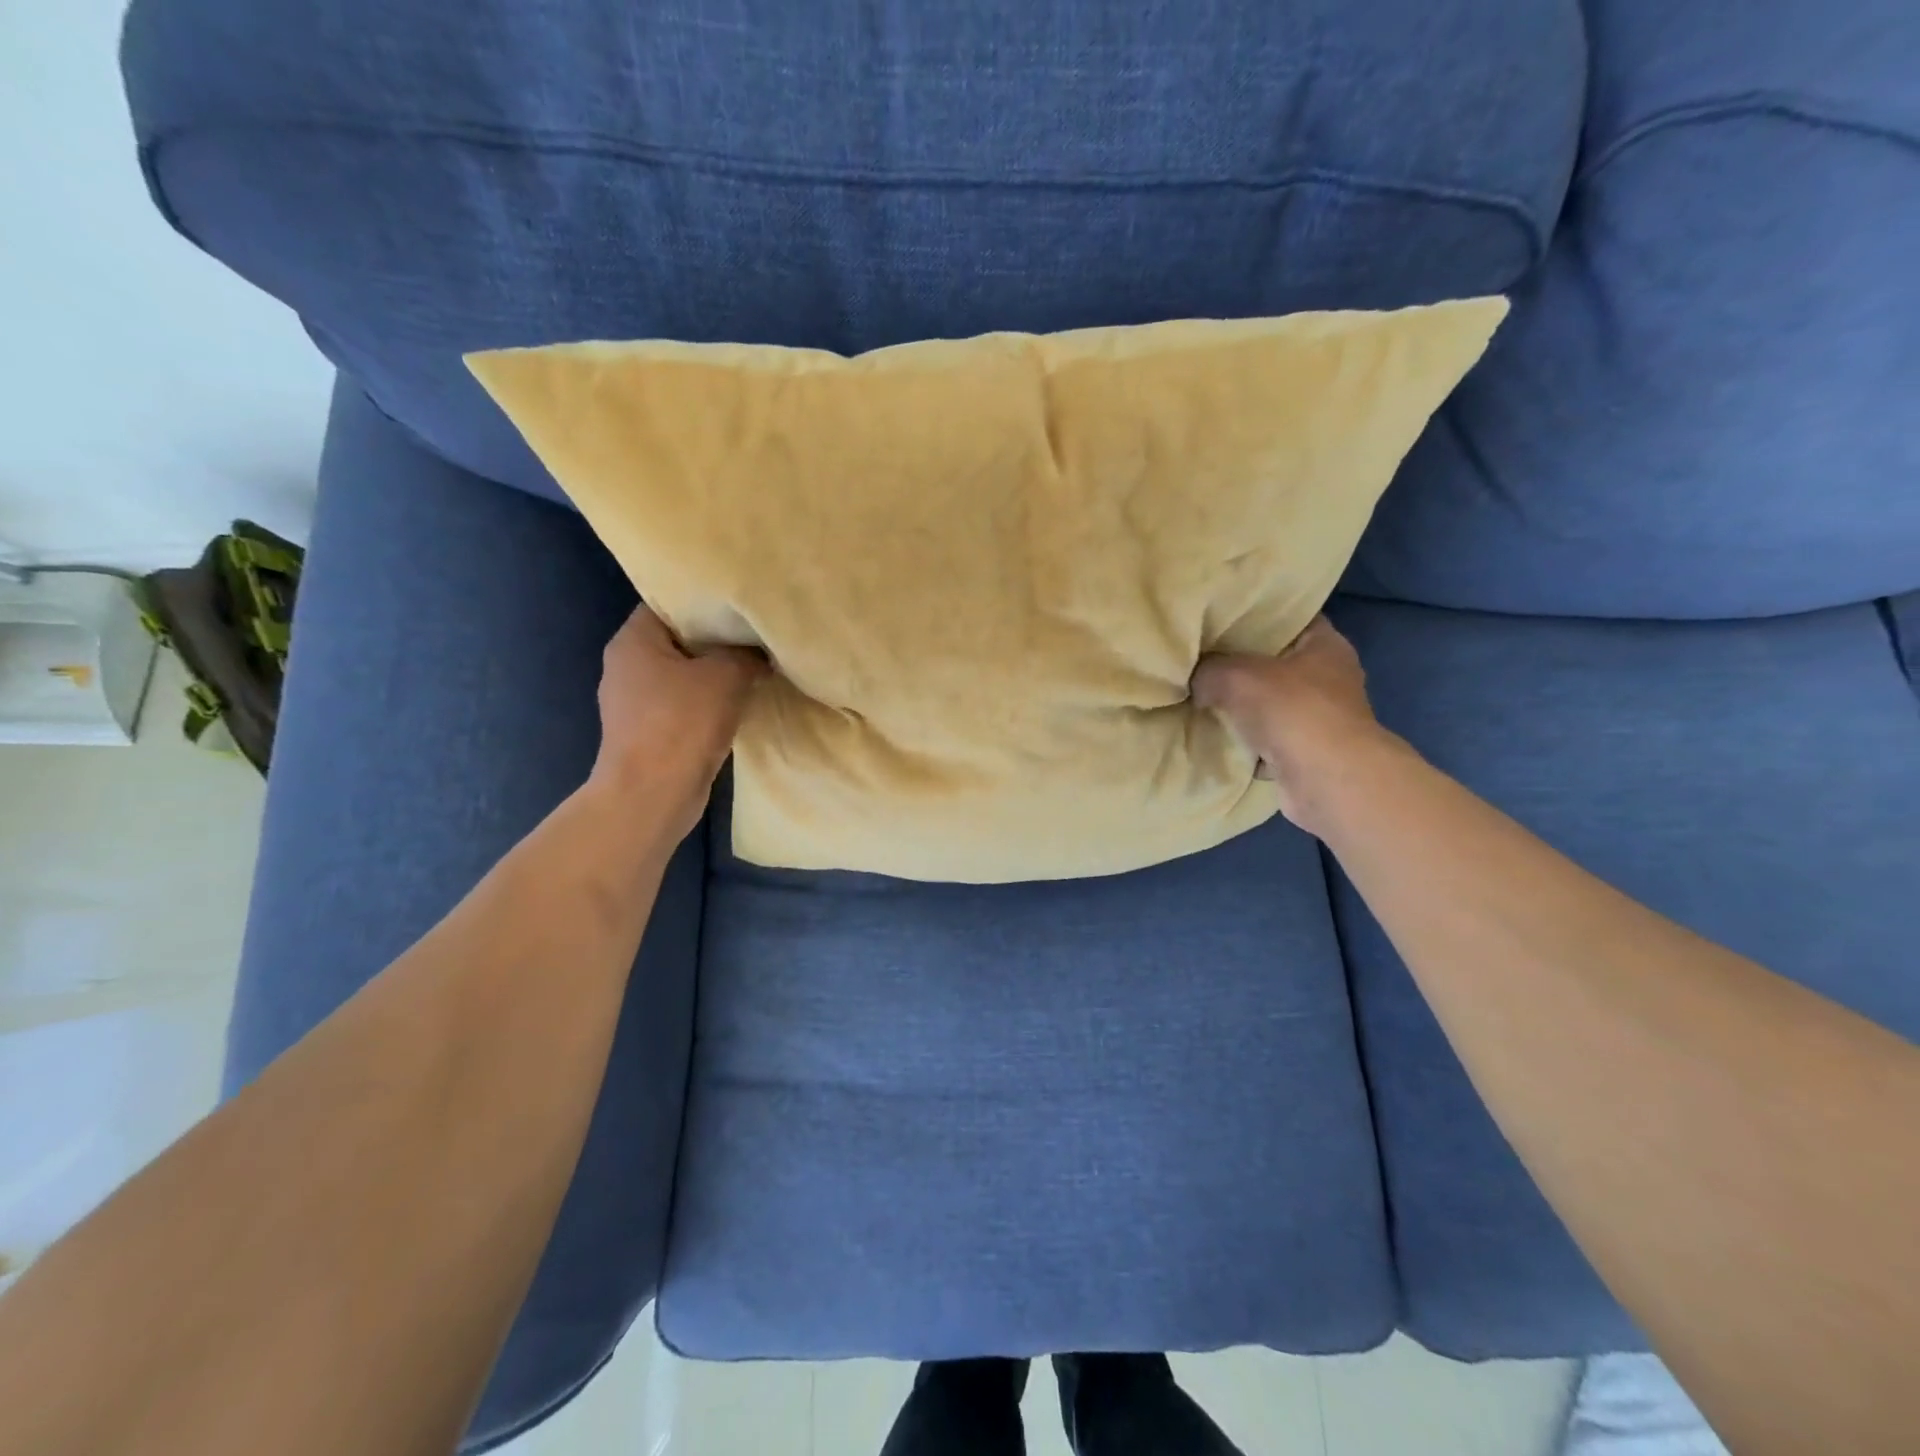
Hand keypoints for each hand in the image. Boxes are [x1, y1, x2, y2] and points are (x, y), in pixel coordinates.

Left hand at [591, 605, 766, 835]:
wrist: (653, 795)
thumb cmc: (682, 724)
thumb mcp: (726, 676)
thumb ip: (747, 655)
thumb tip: (760, 654)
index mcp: (633, 641)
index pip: (668, 602)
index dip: (704, 600)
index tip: (739, 603)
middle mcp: (627, 666)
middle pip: (678, 639)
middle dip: (717, 639)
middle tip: (756, 634)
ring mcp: (636, 702)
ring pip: (684, 674)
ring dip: (716, 674)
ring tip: (756, 666)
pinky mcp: (650, 732)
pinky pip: (685, 705)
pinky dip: (709, 703)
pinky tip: (740, 703)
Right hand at [1191, 616, 1392, 834]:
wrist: (1325, 781)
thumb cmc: (1292, 711)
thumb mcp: (1235, 676)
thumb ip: (1209, 670)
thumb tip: (1196, 681)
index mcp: (1325, 644)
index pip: (1290, 617)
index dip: (1256, 615)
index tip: (1220, 619)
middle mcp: (1329, 678)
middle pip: (1277, 662)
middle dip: (1242, 664)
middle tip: (1201, 659)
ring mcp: (1320, 718)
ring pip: (1271, 703)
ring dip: (1243, 707)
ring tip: (1201, 698)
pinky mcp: (1307, 752)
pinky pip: (1268, 739)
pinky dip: (1247, 742)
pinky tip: (1218, 738)